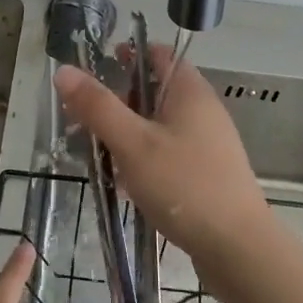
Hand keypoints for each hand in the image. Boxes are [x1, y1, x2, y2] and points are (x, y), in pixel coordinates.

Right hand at [53, 48, 277, 278]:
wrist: (238, 248)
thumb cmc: (184, 184)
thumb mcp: (132, 143)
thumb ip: (98, 106)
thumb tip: (64, 70)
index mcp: (189, 91)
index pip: (158, 54)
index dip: (128, 55)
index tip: (96, 69)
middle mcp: (203, 110)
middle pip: (155, 91)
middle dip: (119, 102)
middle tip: (85, 120)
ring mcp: (208, 143)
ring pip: (159, 126)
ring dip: (129, 135)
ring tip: (99, 155)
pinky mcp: (208, 173)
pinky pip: (170, 153)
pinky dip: (145, 159)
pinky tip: (127, 185)